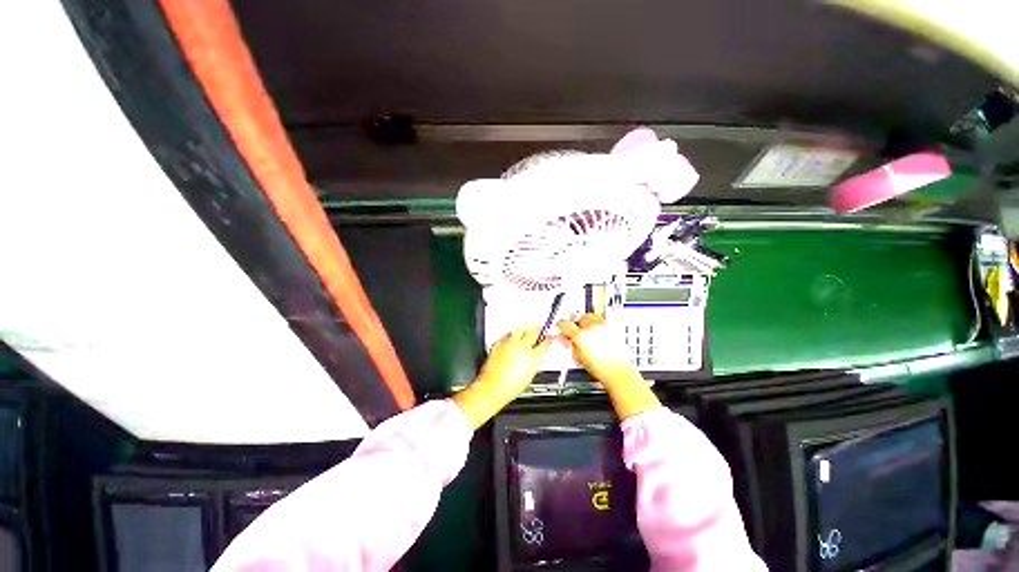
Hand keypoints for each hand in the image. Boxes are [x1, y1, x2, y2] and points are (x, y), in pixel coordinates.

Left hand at [453, 327, 550, 428]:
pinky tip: (512, 337)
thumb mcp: (530, 376)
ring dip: (524, 329)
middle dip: (537, 330)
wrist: (493, 387)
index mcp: (532, 356)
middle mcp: (522, 347)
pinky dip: (511, 335)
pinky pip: (507, 335)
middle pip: (532, 332)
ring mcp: (509, 343)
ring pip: (520, 329)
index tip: (547, 339)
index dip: (547, 340)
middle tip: (539, 330)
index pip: (544, 344)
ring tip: (526, 330)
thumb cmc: (510, 387)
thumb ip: (534, 363)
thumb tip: (535, 358)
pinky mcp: (499, 343)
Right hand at [558, 315, 660, 419]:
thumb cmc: (599, 368)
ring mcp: (603, 326)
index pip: (565, 324)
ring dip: (586, 321)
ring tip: (587, 331)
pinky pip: (601, 320)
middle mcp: (591, 328)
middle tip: (575, 330)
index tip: (561, 327)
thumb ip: (567, 343)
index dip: (561, 325)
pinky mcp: (612, 327)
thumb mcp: (577, 356)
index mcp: (580, 336)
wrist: (617, 371)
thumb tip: (562, 337)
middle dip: (576, 323)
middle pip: (579, 318)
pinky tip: (597, 333)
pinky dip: (597, 324)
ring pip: (590, 316)